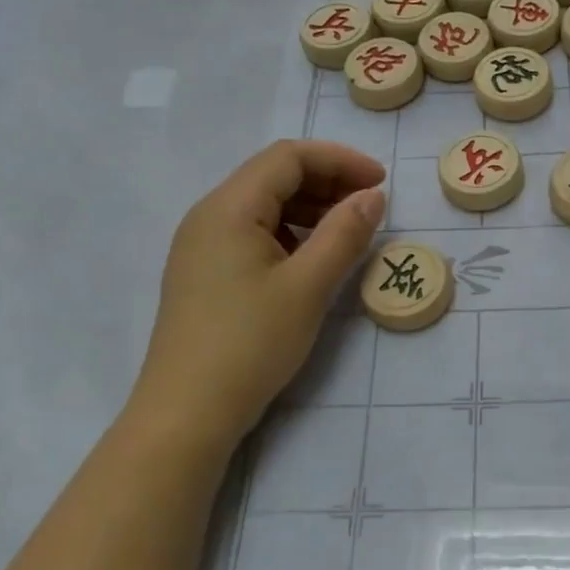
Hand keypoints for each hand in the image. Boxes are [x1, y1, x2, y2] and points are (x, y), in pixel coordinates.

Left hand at [133, 140, 386, 437]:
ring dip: (311, 208)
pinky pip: (254, 235)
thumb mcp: (308, 287)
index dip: (340, 161)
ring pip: (264, 206)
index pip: (288, 158)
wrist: (187, 411)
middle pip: (273, 176)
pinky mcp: (206, 274)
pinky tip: (313, 260)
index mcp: (229, 208)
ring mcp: (203, 246)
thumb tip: (372, 195)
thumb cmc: (250, 343)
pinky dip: (291, 234)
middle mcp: (209, 216)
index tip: (382, 184)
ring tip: (349, 233)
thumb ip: (344, 234)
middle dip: (327, 182)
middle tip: (371, 207)